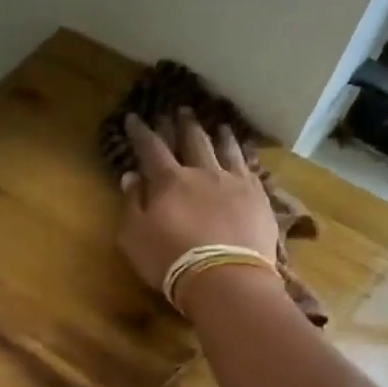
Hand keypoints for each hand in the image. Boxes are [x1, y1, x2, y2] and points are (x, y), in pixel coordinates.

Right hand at [117, 109, 282, 292]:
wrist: (223, 277)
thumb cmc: (169, 259)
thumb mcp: (134, 237)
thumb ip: (131, 204)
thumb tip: (130, 176)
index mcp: (169, 181)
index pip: (151, 148)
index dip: (141, 132)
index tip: (135, 118)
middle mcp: (202, 172)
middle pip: (192, 141)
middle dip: (183, 124)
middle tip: (180, 109)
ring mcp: (233, 182)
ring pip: (225, 149)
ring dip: (219, 135)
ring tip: (219, 124)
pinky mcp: (257, 196)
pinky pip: (250, 167)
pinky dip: (244, 154)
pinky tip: (244, 152)